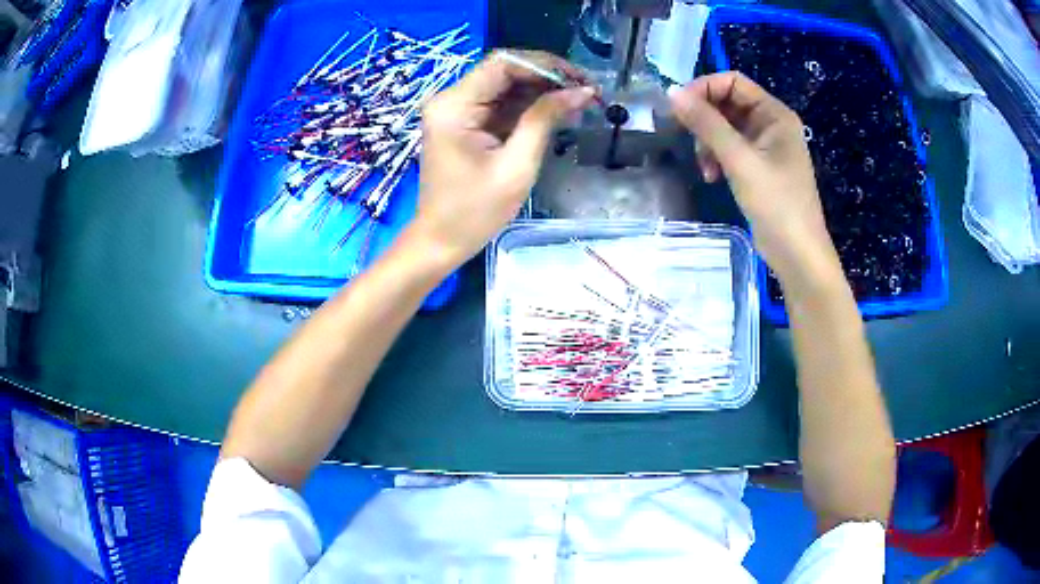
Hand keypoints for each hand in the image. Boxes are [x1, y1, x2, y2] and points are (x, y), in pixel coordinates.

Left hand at [410, 50, 595, 267]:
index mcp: (454, 106)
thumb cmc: (475, 212)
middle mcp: (452, 99)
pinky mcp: (466, 123)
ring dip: (543, 91)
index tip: (580, 80)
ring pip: (507, 86)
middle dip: (548, 77)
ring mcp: (457, 110)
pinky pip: (501, 104)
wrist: (441, 241)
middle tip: (587, 92)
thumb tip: (581, 91)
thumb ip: (545, 120)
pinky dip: (530, 107)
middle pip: (505, 71)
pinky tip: (558, 112)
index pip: (503, 64)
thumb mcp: (516, 165)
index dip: (545, 65)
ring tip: (580, 102)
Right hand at [668, 72, 841, 291]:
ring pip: (725, 127)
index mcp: (774, 114)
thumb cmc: (776, 203)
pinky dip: (717, 158)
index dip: (704, 89)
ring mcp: (765, 146)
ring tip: (705, 168)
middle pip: (727, 103)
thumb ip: (707, 124)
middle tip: (690, 142)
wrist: (797, 254)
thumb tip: (672, 92)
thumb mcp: (739, 160)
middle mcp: (771, 124)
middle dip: (705, 120)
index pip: (733, 82)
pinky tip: (712, 177)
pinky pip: (730, 148)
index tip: (678, 108)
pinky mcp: (758, 167)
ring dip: (708, 142)